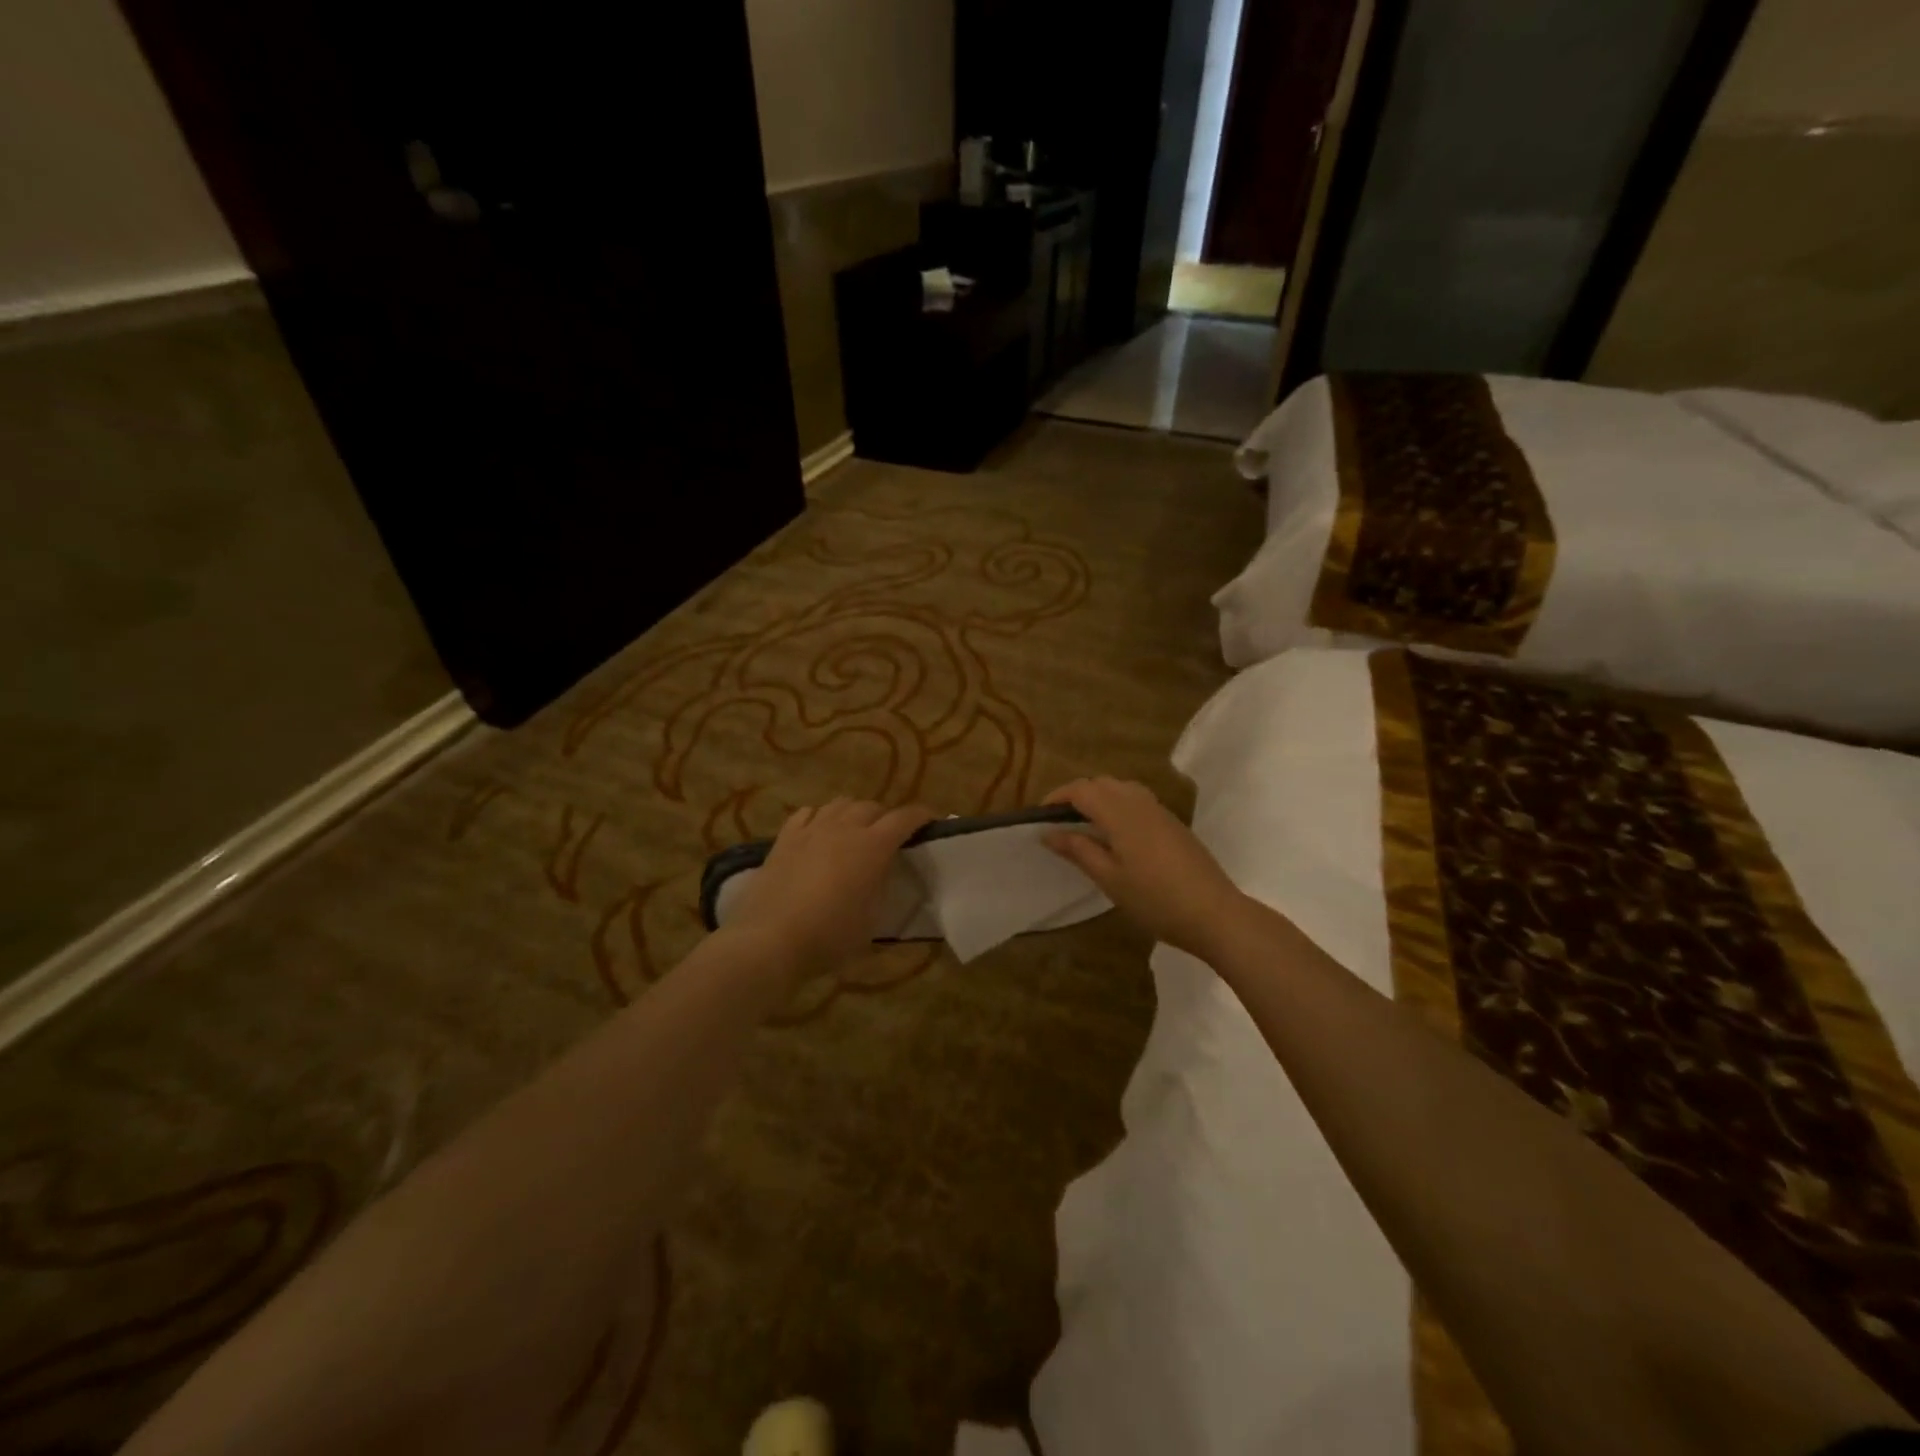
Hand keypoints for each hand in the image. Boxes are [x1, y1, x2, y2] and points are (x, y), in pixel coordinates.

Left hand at [728, 798, 936, 983]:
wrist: (771, 939)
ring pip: (839, 804)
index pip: (905, 818)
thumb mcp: (872, 920)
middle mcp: (845, 828)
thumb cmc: (830, 936)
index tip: (931, 821)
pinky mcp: (785, 838)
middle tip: (889, 836)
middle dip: (885, 816)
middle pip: (871, 807)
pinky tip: (819, 832)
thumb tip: (882, 874)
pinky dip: (820, 817)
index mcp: (873, 846)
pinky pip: (807, 814)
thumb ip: (882, 889)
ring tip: (854, 830)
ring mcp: (812, 830)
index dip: (921, 816)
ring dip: (853, 813)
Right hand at [1042, 778, 1246, 957]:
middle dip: (1076, 795)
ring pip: (1121, 788)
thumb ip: (1078, 850)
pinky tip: (1115, 834)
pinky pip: (1137, 800)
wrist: (1214, 913)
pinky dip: (1117, 805)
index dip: (1057, 797)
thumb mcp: (1109, 878)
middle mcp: (1139, 802)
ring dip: (1098, 798)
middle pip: (1101, 783)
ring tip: (1084, 826)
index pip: (1081, 790)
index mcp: (1120, 812)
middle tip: (1058, 822)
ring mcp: (1159, 810)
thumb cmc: (1155, 899)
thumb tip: (1048, 832)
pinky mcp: (1172, 823)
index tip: (1039, 816)